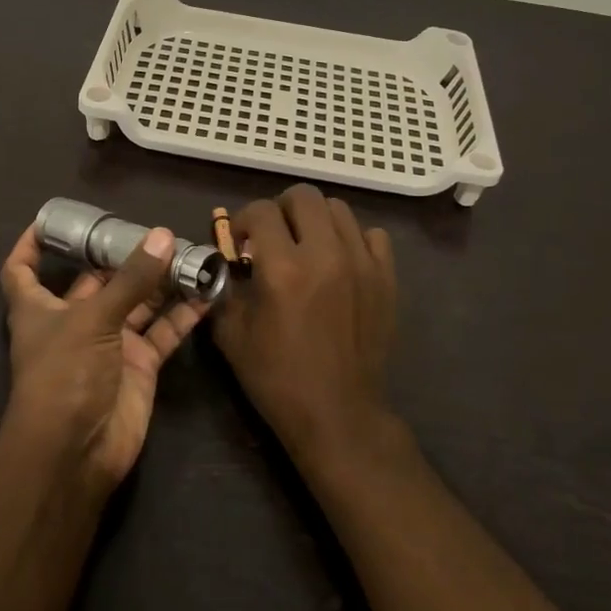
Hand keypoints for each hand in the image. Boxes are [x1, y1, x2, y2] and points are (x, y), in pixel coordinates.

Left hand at [0, 222, 209, 489]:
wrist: (77, 452)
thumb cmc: (65, 376)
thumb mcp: (93, 319)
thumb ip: (131, 279)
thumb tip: (162, 235)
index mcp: (41, 308)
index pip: (23, 270)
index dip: (31, 245)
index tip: (50, 220)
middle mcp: (74, 321)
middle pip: (96, 280)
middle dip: (123, 256)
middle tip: (156, 230)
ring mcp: (110, 343)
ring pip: (137, 302)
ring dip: (160, 281)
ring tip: (191, 252)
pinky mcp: (139, 365)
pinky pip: (163, 331)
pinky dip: (183, 314)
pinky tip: (207, 292)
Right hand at [212, 184, 398, 464]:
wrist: (337, 413)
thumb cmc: (277, 377)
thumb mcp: (231, 334)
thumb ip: (223, 287)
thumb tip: (224, 260)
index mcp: (282, 269)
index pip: (261, 211)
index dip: (244, 220)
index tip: (241, 240)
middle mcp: (325, 255)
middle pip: (304, 196)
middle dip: (280, 209)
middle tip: (272, 235)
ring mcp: (362, 264)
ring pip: (338, 209)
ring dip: (315, 220)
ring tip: (306, 245)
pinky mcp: (386, 278)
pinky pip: (372, 235)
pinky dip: (352, 239)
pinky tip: (339, 261)